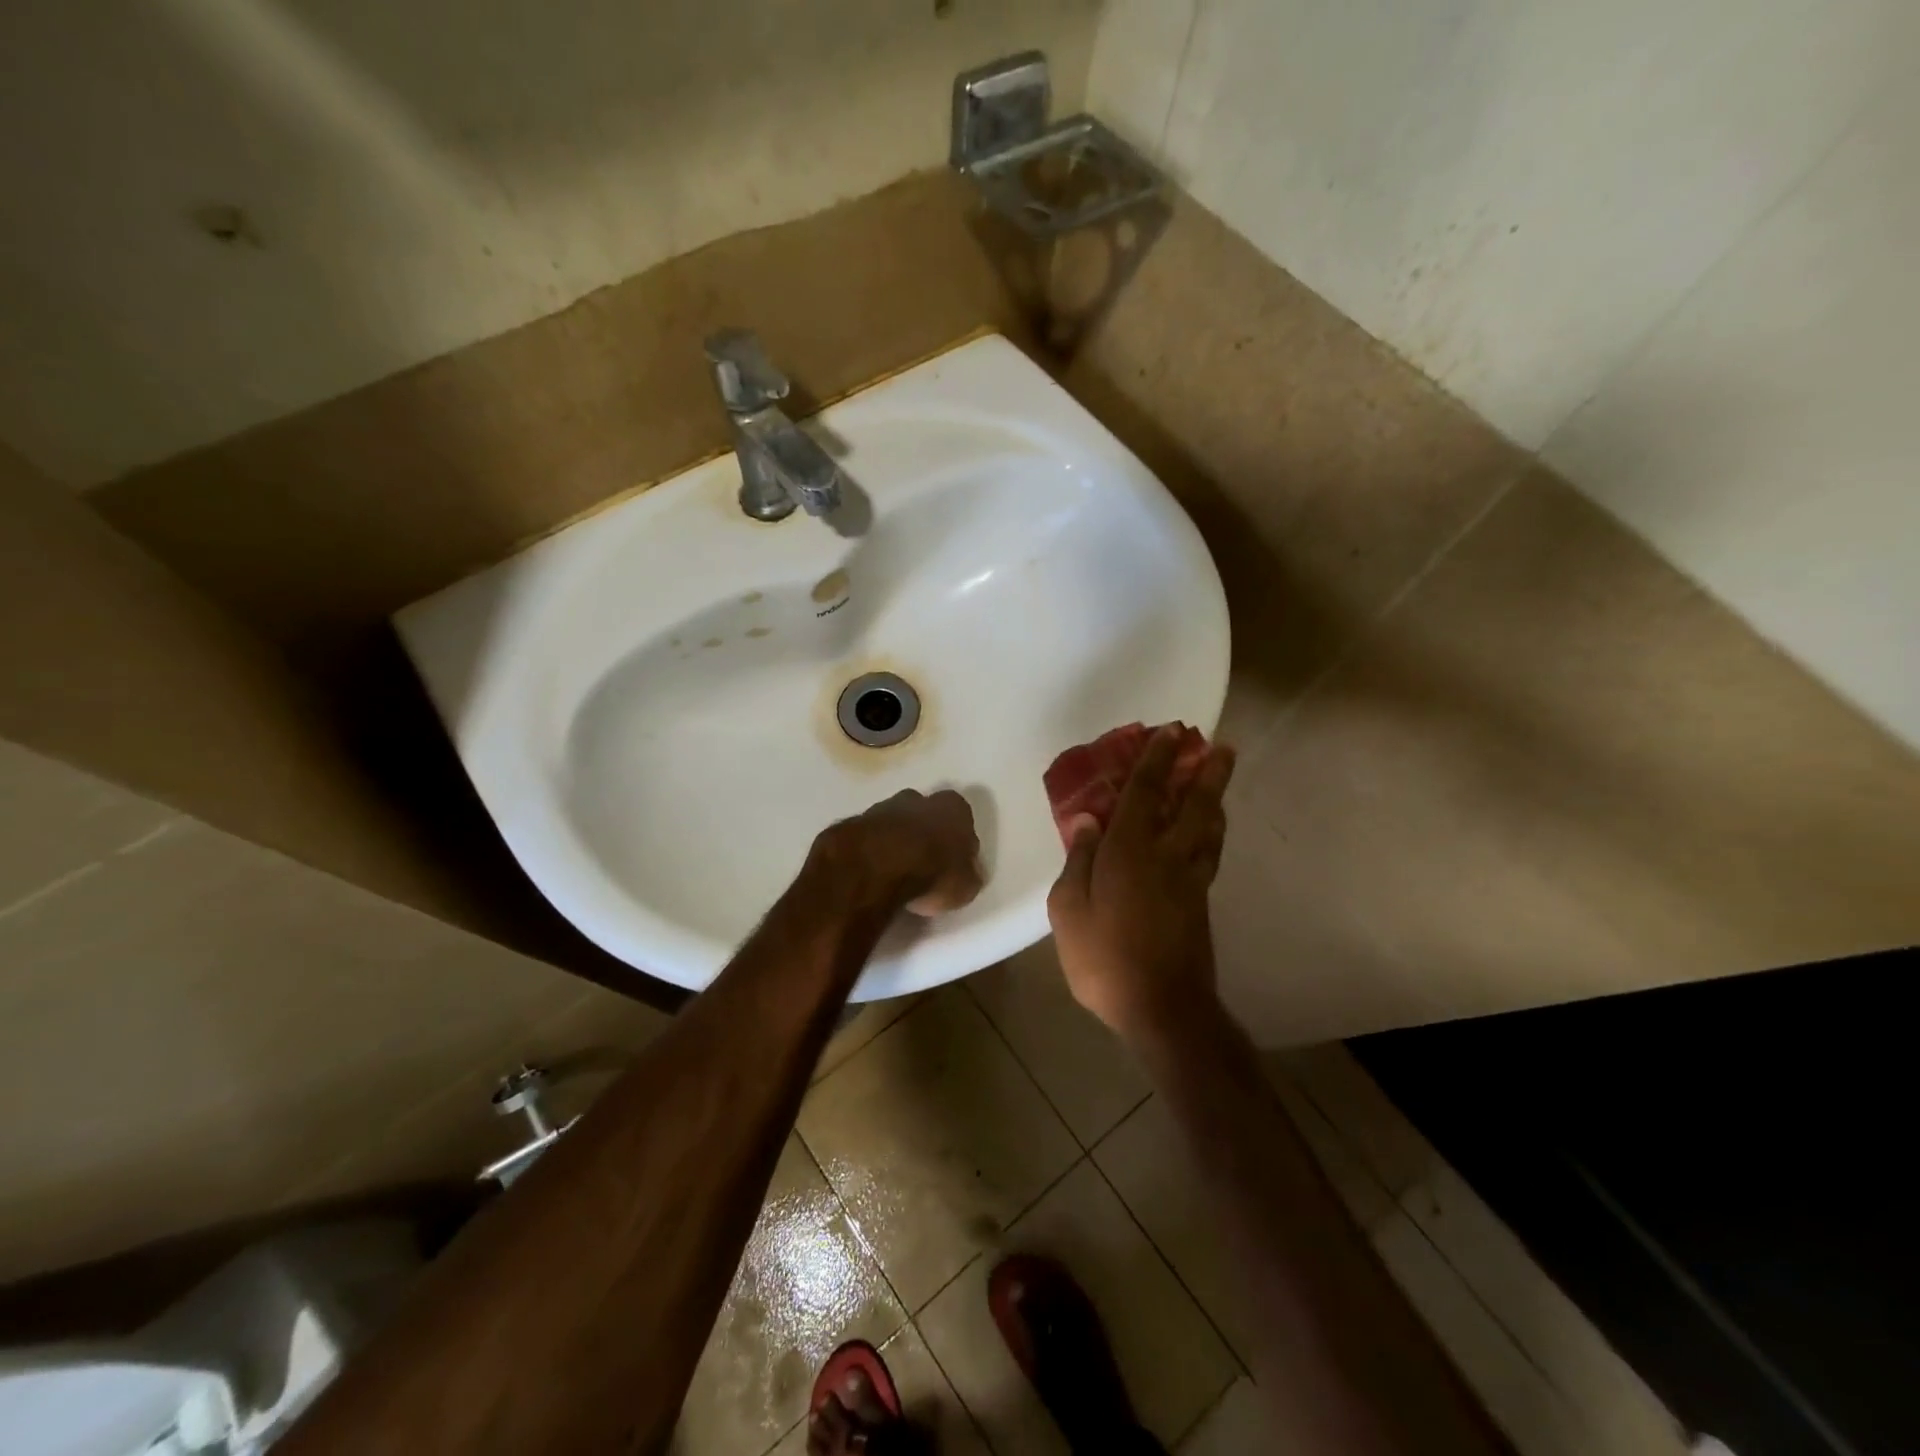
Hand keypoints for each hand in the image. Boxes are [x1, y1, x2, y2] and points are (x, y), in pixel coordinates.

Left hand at [813, 788, 983, 916]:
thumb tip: (968, 874)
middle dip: (922, 833)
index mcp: (952, 808)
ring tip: (894, 873)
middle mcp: (917, 799)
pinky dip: (869, 851)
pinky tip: (871, 874)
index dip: (957, 839)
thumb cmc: (933, 873)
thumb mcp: (966, 886)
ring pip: (892, 822)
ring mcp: (880, 808)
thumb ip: (968, 875)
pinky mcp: (852, 823)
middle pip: (923, 813)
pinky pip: (867, 837)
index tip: (953, 861)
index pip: (961, 816)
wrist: (876, 868)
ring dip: (893, 841)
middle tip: (922, 864)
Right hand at [1047, 726, 1234, 1043]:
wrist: (1161, 1007)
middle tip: (1220, 744)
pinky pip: (1209, 852)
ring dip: (1215, 796)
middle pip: (1192, 803)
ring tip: (1220, 775)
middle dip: (1206, 770)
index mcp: (1129, 851)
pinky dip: (1212, 831)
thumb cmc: (1104, 958)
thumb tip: (1088, 820)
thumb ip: (1079, 860)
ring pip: (1208, 826)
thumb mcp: (1068, 910)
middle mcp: (1165, 855)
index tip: (1169, 731)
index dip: (1156, 759)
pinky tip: (1210, 829)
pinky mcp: (1200, 902)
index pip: (1145, 793)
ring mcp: (1189, 879)